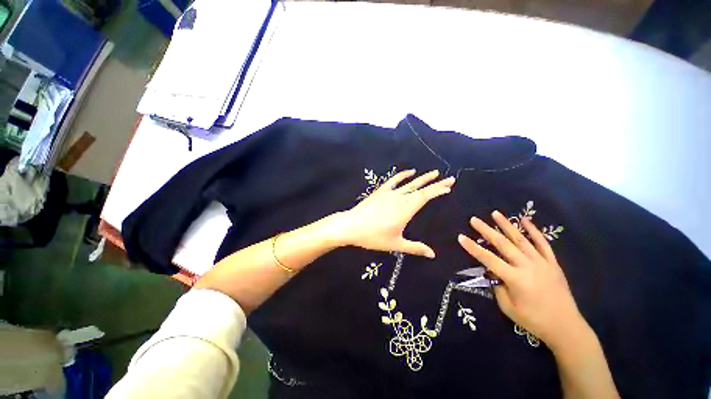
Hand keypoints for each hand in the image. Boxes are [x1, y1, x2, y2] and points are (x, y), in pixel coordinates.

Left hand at [334, 169, 454, 257]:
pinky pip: (393, 181)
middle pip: (420, 189)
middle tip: (449, 178)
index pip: (425, 197)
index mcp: (405, 210)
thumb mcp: (395, 244)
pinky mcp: (380, 192)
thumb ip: (415, 248)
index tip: (449, 186)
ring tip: (434, 173)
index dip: (438, 191)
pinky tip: (410, 172)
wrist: (351, 226)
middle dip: (436, 183)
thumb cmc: (373, 237)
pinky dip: (402, 175)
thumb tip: (433, 254)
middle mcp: (399, 199)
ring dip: (422, 178)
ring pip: (409, 183)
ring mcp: (389, 193)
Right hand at [457, 211, 587, 349]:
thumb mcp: (508, 307)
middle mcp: (527, 266)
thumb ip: (497, 287)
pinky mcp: (552, 263)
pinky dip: (534, 231)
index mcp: (515, 278)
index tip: (461, 237)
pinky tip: (525, 220)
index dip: (472, 248)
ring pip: (521, 239)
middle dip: (486, 230)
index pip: (488, 259)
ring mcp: (541, 262)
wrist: (566, 327)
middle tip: (474, 220)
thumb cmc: (533, 320)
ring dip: (506, 225)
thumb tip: (492, 272)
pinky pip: (542, 243)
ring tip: (495, 213)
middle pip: (503, 244)